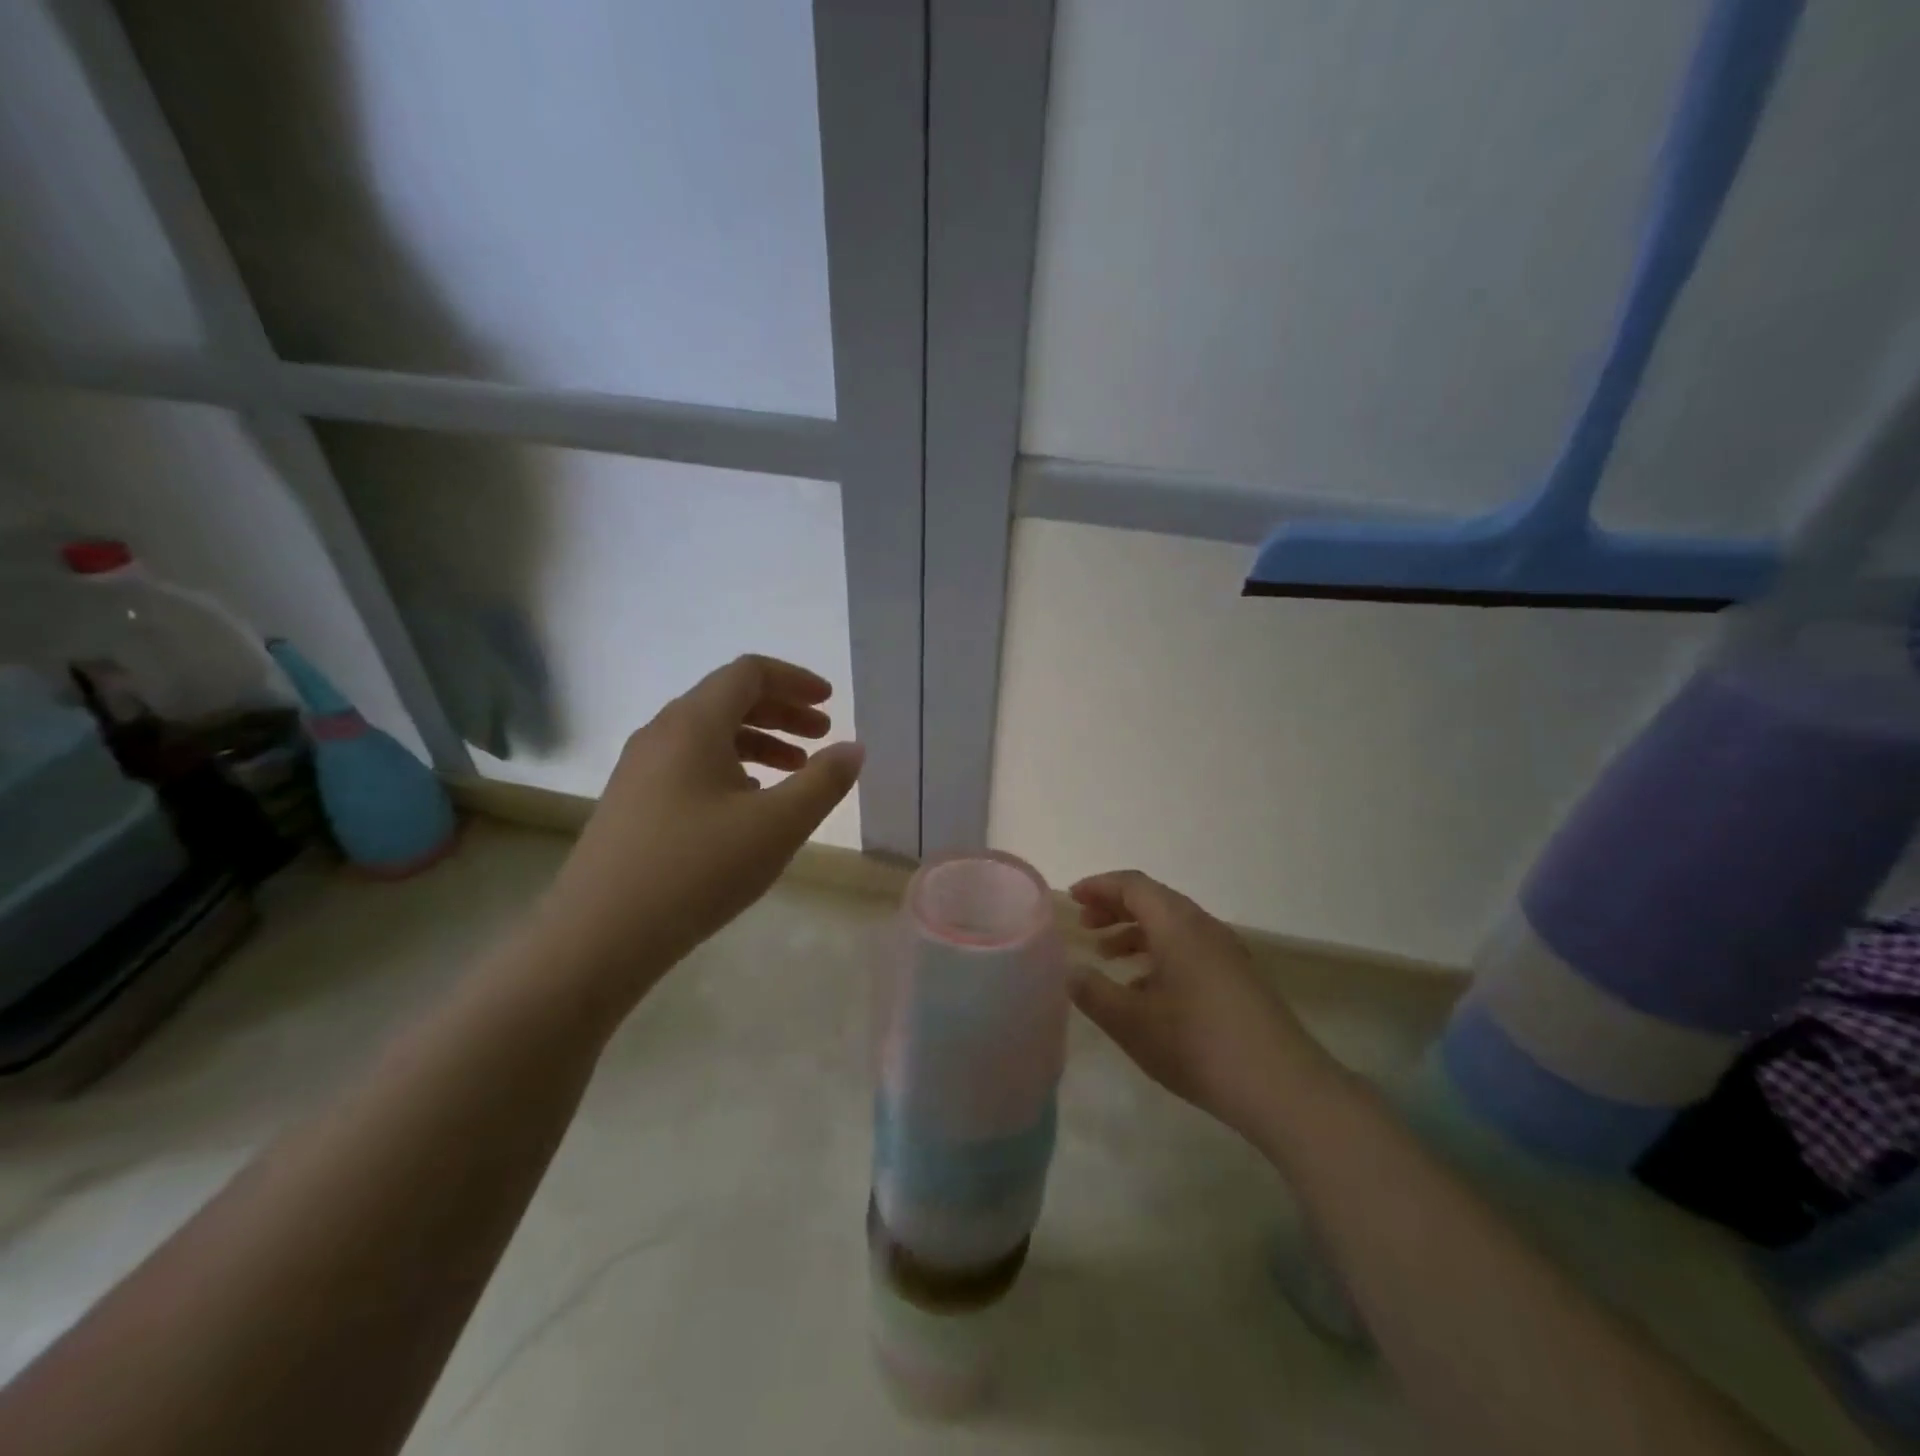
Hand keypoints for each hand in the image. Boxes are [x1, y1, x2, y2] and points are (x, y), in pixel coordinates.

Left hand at [537, 655, 862, 1003]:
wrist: (599, 936)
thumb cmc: (698, 869)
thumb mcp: (778, 825)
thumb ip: (824, 781)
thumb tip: (853, 748)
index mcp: (693, 724)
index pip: (749, 673)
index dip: (795, 680)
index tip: (830, 703)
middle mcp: (661, 734)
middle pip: (728, 699)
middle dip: (782, 711)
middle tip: (822, 735)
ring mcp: (639, 769)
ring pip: (708, 735)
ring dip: (758, 742)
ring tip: (795, 771)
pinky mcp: (631, 803)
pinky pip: (689, 764)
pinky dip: (730, 768)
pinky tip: (748, 805)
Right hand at [1069, 871, 1334, 1137]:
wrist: (1284, 1088)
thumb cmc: (1198, 1046)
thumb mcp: (1132, 1023)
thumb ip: (1093, 993)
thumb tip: (1069, 970)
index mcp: (1177, 925)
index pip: (1133, 885)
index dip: (1099, 886)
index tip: (1072, 899)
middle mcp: (1204, 928)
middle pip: (1154, 901)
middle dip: (1115, 908)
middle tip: (1085, 926)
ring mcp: (1226, 953)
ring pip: (1173, 927)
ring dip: (1137, 933)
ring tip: (1107, 957)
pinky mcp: (1239, 979)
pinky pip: (1190, 949)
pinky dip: (1159, 955)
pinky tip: (1145, 992)